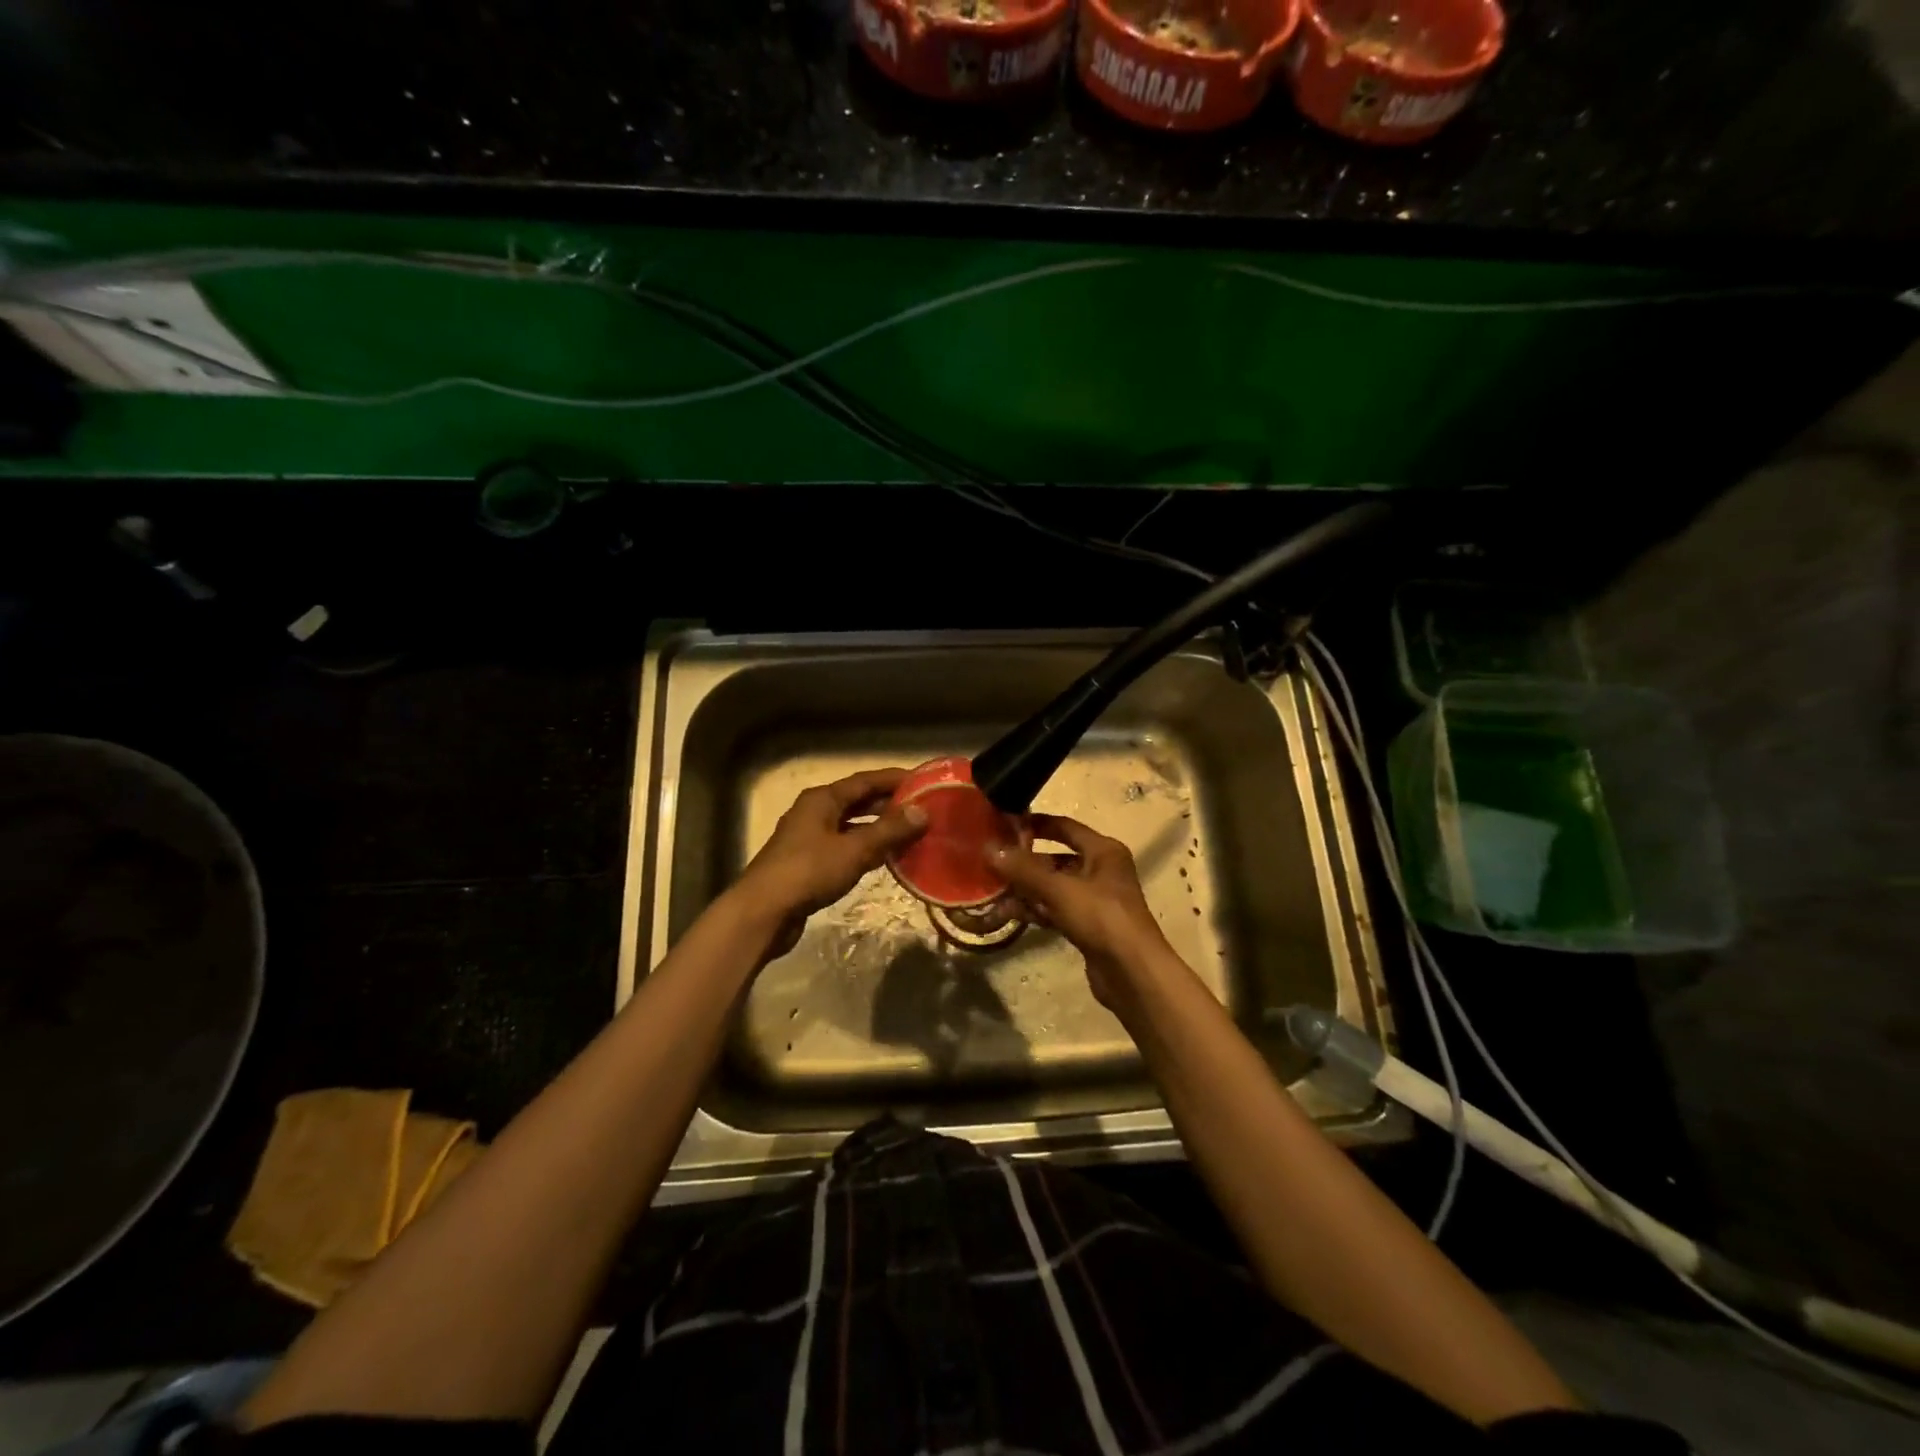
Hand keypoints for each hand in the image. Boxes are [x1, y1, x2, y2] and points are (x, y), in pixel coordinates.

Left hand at [735, 769, 927, 935]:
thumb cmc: (809, 872)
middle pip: (857, 801)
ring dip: (878, 828)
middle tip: (922, 808)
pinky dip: (865, 849)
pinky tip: (884, 859)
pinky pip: (844, 847)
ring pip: (851, 826)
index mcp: (822, 800)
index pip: (865, 781)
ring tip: (910, 833)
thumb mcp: (855, 849)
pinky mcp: (808, 864)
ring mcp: (809, 839)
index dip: (894, 779)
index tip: (923, 781)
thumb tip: (922, 811)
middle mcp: (814, 812)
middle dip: (888, 804)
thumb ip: (889, 830)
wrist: (764, 913)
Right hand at [988, 814, 1171, 1008]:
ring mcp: (1094, 900)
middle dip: (1024, 862)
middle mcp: (1101, 870)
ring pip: (1053, 887)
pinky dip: (1034, 909)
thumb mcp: (1060, 889)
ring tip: (992, 890)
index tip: (1004, 824)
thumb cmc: (1101, 917)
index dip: (1035, 824)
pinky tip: (1006, 912)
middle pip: (1056, 858)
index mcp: (1103, 851)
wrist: (1132, 972)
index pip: (1065, 827)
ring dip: (1025, 889)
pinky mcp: (1086, 926)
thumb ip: (1024, 869)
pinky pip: (1055, 910)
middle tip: (991, 861)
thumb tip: (989, 849)